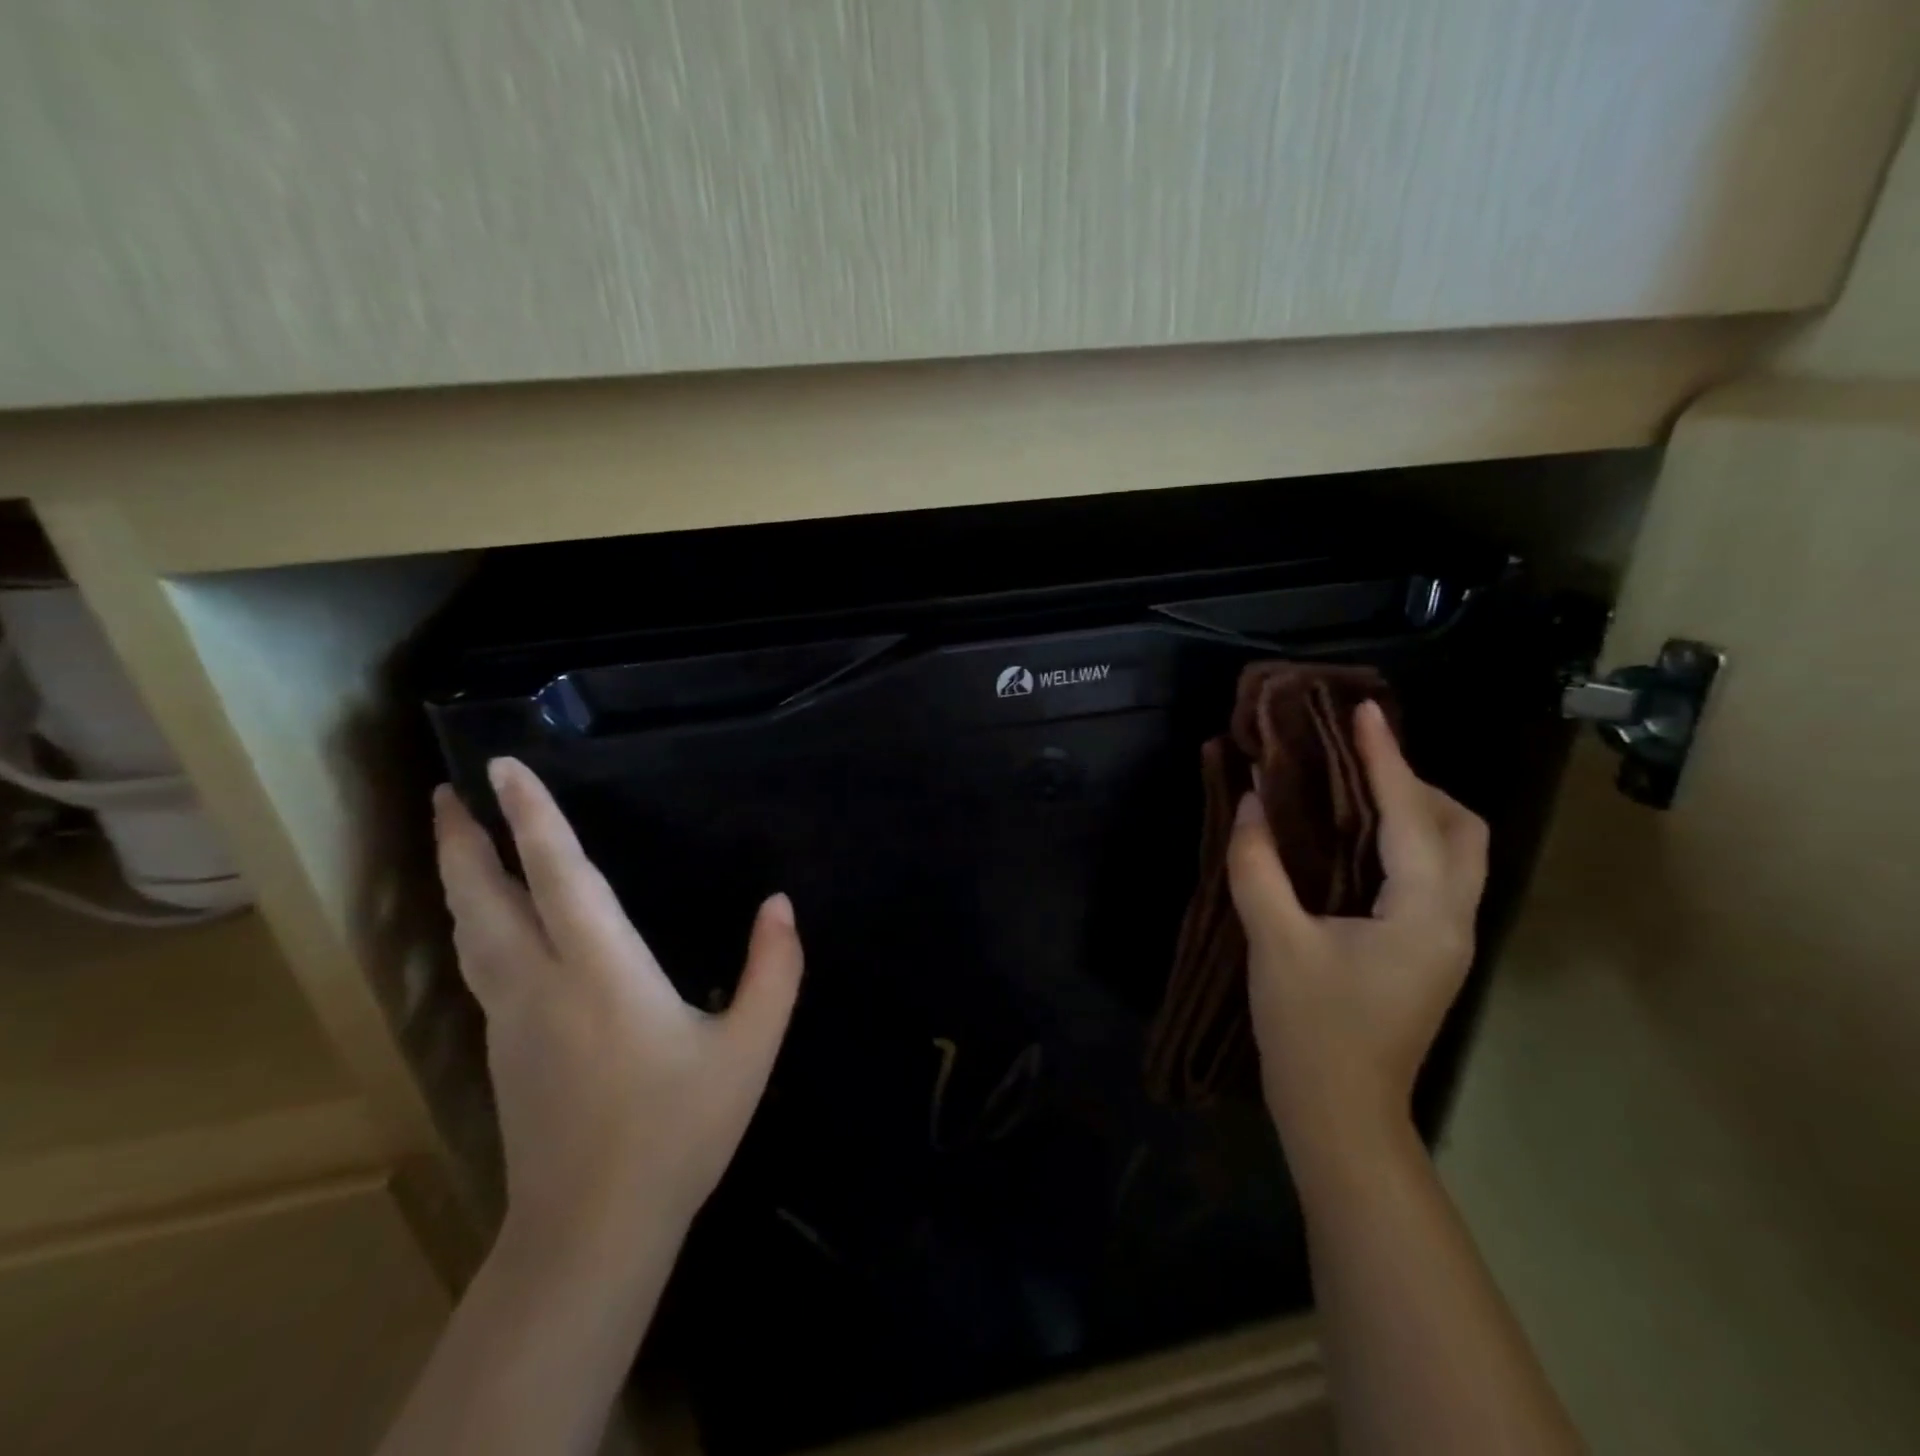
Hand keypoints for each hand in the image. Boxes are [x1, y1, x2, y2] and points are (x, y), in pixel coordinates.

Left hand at [433, 757, 803, 1253]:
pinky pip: (476, 965)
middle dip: (463, 841)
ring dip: (456, 880)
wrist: (592, 1229)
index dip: (533, 818)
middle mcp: (542, 983)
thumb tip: (780, 904)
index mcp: (602, 972)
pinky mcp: (502, 1049)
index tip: (502, 768)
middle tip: (446, 792)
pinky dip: (471, 923)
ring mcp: (511, 1018)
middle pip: (484, 899)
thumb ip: (774, 970)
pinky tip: (484, 923)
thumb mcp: (749, 1048)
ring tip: (453, 841)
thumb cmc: (677, 1129)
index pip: (559, 876)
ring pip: (468, 933)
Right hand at [1227, 701, 1487, 1173]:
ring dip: (1415, 809)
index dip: (1387, 758)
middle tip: (1356, 761)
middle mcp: (1452, 919)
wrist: (1340, 1112)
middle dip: (1417, 782)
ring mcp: (1446, 938)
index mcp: (1423, 913)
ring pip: (1455, 852)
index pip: (1412, 815)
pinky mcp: (1427, 949)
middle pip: (1462, 829)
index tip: (1364, 710)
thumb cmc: (1309, 1028)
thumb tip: (1251, 801)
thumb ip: (1258, 865)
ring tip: (1353, 789)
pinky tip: (1356, 838)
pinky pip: (1432, 873)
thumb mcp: (1273, 941)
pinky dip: (1405, 839)